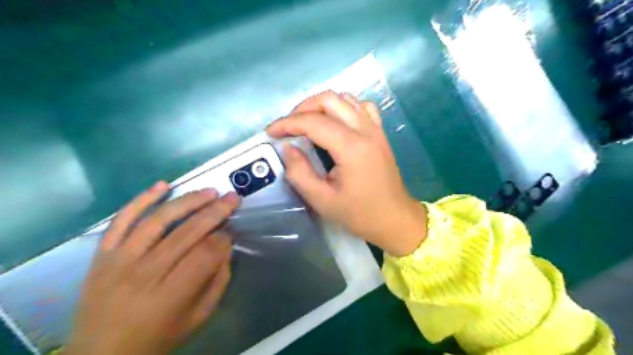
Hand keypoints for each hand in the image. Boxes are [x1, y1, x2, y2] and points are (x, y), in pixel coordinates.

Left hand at [64, 184, 241, 353]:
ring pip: (158, 220)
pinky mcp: (102, 253)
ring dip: (188, 201)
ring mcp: (119, 260)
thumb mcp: (198, 318)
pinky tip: (163, 185)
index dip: (223, 239)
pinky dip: (142, 200)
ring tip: (209, 191)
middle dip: (215, 212)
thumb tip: (226, 248)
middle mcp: (144, 274)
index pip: (205, 255)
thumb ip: (217, 282)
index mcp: (170, 296)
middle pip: (186, 233)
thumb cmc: (157, 338)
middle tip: (232, 198)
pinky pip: (121, 220)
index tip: (232, 232)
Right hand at [266, 91, 426, 255]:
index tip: (270, 132)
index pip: (313, 122)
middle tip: (288, 127)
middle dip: (302, 109)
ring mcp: (375, 129)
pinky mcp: (380, 133)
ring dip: (322, 105)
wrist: (394, 219)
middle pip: (329, 100)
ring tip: (307, 123)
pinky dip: (344, 107)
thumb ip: (299, 172)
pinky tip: (336, 122)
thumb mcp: (322, 200)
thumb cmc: (359, 214)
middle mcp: (365, 130)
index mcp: (351, 148)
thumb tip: (288, 148)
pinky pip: (361, 107)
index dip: (287, 124)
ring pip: (346, 99)